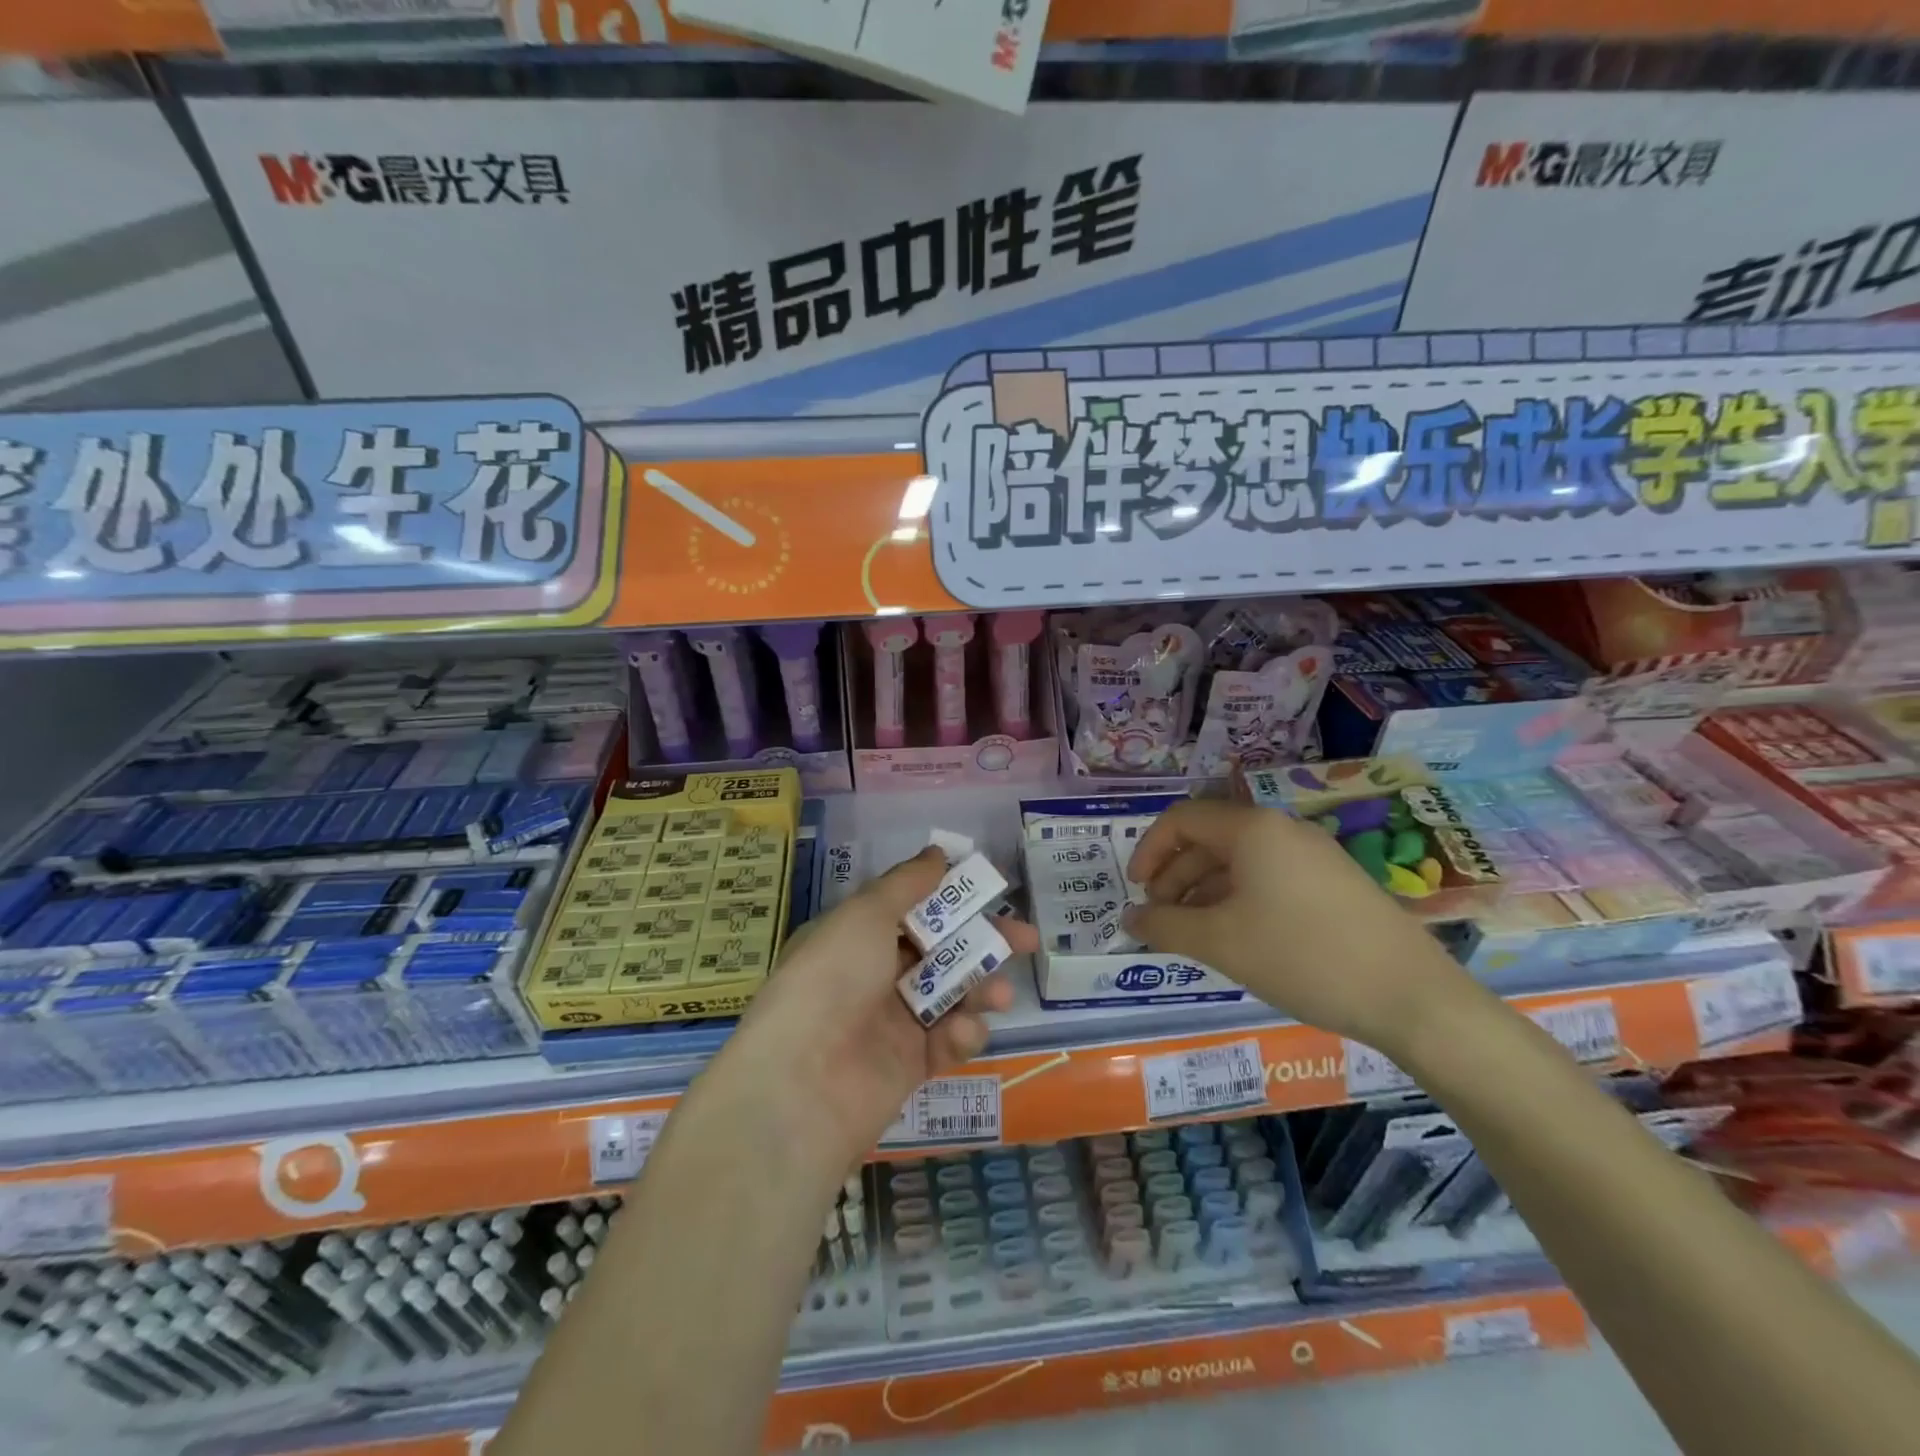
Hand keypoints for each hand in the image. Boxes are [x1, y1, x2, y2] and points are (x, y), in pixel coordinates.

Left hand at [723, 845, 1035, 1170]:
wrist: (803, 1083)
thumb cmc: (833, 978)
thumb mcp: (865, 915)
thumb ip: (907, 884)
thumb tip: (938, 852)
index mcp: (858, 936)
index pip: (915, 909)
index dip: (954, 898)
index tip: (994, 890)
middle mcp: (875, 975)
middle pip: (942, 950)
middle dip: (986, 942)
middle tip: (1026, 940)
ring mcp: (893, 1022)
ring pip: (952, 995)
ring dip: (981, 989)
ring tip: (1001, 995)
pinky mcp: (910, 1066)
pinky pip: (947, 1041)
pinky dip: (961, 1034)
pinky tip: (961, 1034)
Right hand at [1122, 799, 1474, 1055]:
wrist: (1412, 997)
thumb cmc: (1303, 957)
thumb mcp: (1220, 943)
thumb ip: (1164, 927)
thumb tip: (1129, 919)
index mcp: (1252, 829)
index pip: (1181, 819)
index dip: (1148, 850)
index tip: (1136, 892)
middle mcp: (1282, 830)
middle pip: (1210, 839)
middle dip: (1175, 875)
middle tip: (1160, 918)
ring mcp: (1314, 855)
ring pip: (1240, 861)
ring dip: (1204, 891)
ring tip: (1193, 933)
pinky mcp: (1334, 883)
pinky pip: (1269, 878)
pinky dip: (1239, 899)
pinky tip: (1237, 937)